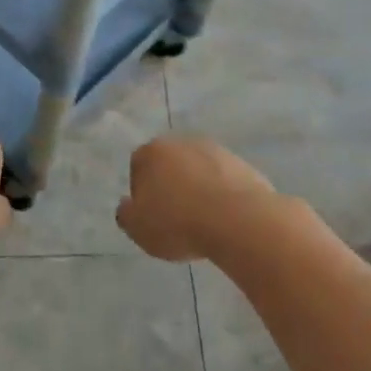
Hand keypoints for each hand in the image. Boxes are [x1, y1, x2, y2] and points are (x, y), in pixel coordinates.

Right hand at [117, 135, 279, 262]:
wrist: (238, 220)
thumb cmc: (178, 222)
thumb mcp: (138, 228)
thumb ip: (126, 214)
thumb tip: (127, 205)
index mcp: (153, 151)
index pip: (138, 166)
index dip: (141, 192)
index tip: (150, 216)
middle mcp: (183, 142)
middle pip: (170, 165)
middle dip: (171, 186)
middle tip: (175, 218)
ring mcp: (217, 151)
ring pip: (199, 171)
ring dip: (198, 189)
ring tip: (203, 222)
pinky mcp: (244, 165)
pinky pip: (224, 181)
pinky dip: (222, 195)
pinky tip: (224, 219)